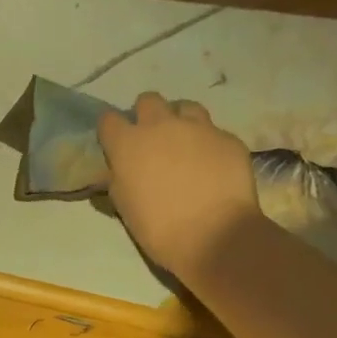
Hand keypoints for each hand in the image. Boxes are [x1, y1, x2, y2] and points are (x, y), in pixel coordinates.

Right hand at [98, 92, 261, 276]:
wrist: (213, 236)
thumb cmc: (158, 228)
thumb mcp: (124, 207)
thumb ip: (117, 181)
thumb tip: (114, 172)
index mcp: (128, 144)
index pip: (108, 120)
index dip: (111, 131)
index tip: (115, 144)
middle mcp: (161, 126)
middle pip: (148, 101)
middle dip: (146, 115)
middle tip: (152, 140)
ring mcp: (198, 128)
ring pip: (185, 107)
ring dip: (179, 121)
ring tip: (185, 144)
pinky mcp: (228, 138)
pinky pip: (214, 132)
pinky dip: (208, 144)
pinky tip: (212, 165)